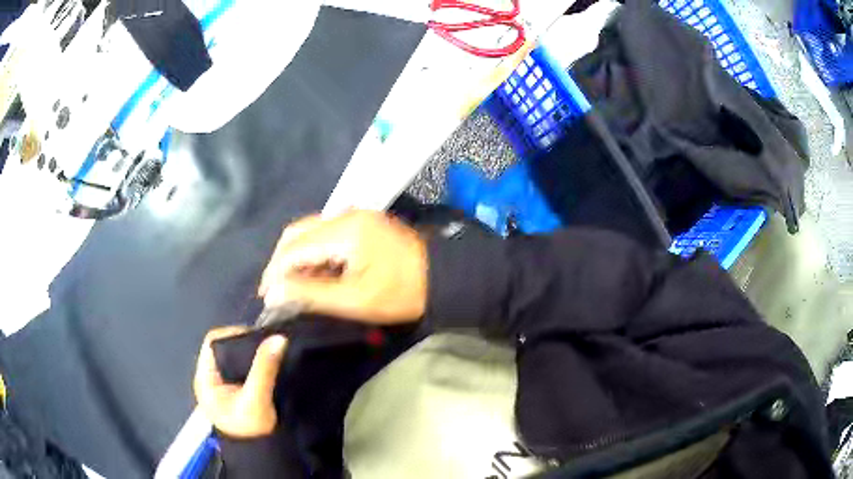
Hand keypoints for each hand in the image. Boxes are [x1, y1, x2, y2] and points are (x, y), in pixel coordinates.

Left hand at [193, 326, 287, 437]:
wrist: (260, 453)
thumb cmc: (251, 429)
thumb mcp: (256, 399)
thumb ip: (264, 369)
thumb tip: (278, 338)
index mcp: (205, 378)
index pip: (213, 342)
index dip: (233, 334)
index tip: (257, 338)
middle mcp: (210, 377)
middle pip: (223, 348)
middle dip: (245, 344)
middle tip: (266, 345)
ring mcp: (221, 384)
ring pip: (233, 357)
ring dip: (250, 354)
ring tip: (268, 353)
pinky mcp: (233, 390)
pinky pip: (240, 368)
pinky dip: (253, 364)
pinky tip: (266, 365)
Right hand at [259, 210, 427, 323]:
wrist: (443, 275)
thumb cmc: (402, 293)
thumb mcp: (354, 300)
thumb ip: (310, 294)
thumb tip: (273, 291)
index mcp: (344, 230)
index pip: (294, 247)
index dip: (275, 272)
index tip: (266, 296)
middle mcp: (345, 214)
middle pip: (297, 233)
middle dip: (281, 262)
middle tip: (275, 291)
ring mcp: (354, 215)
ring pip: (309, 232)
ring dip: (296, 258)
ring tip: (292, 287)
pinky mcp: (361, 222)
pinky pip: (325, 234)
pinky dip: (314, 253)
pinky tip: (314, 275)